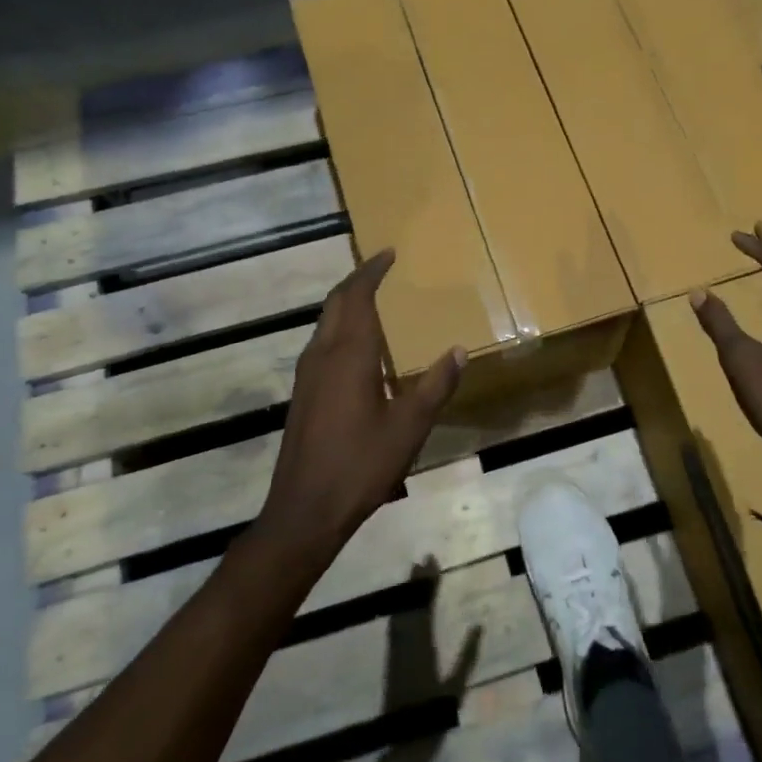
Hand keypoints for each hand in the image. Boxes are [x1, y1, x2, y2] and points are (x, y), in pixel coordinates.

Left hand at [258, 249, 464, 556]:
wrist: (306, 509)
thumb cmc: (361, 464)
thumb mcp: (409, 426)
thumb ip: (436, 385)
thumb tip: (459, 350)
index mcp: (350, 355)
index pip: (357, 296)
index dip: (371, 271)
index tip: (388, 253)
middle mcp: (322, 355)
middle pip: (335, 303)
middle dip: (356, 280)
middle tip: (380, 268)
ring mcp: (307, 376)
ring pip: (324, 323)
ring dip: (346, 304)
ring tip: (372, 299)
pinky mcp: (302, 394)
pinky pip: (321, 344)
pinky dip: (339, 328)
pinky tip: (357, 348)